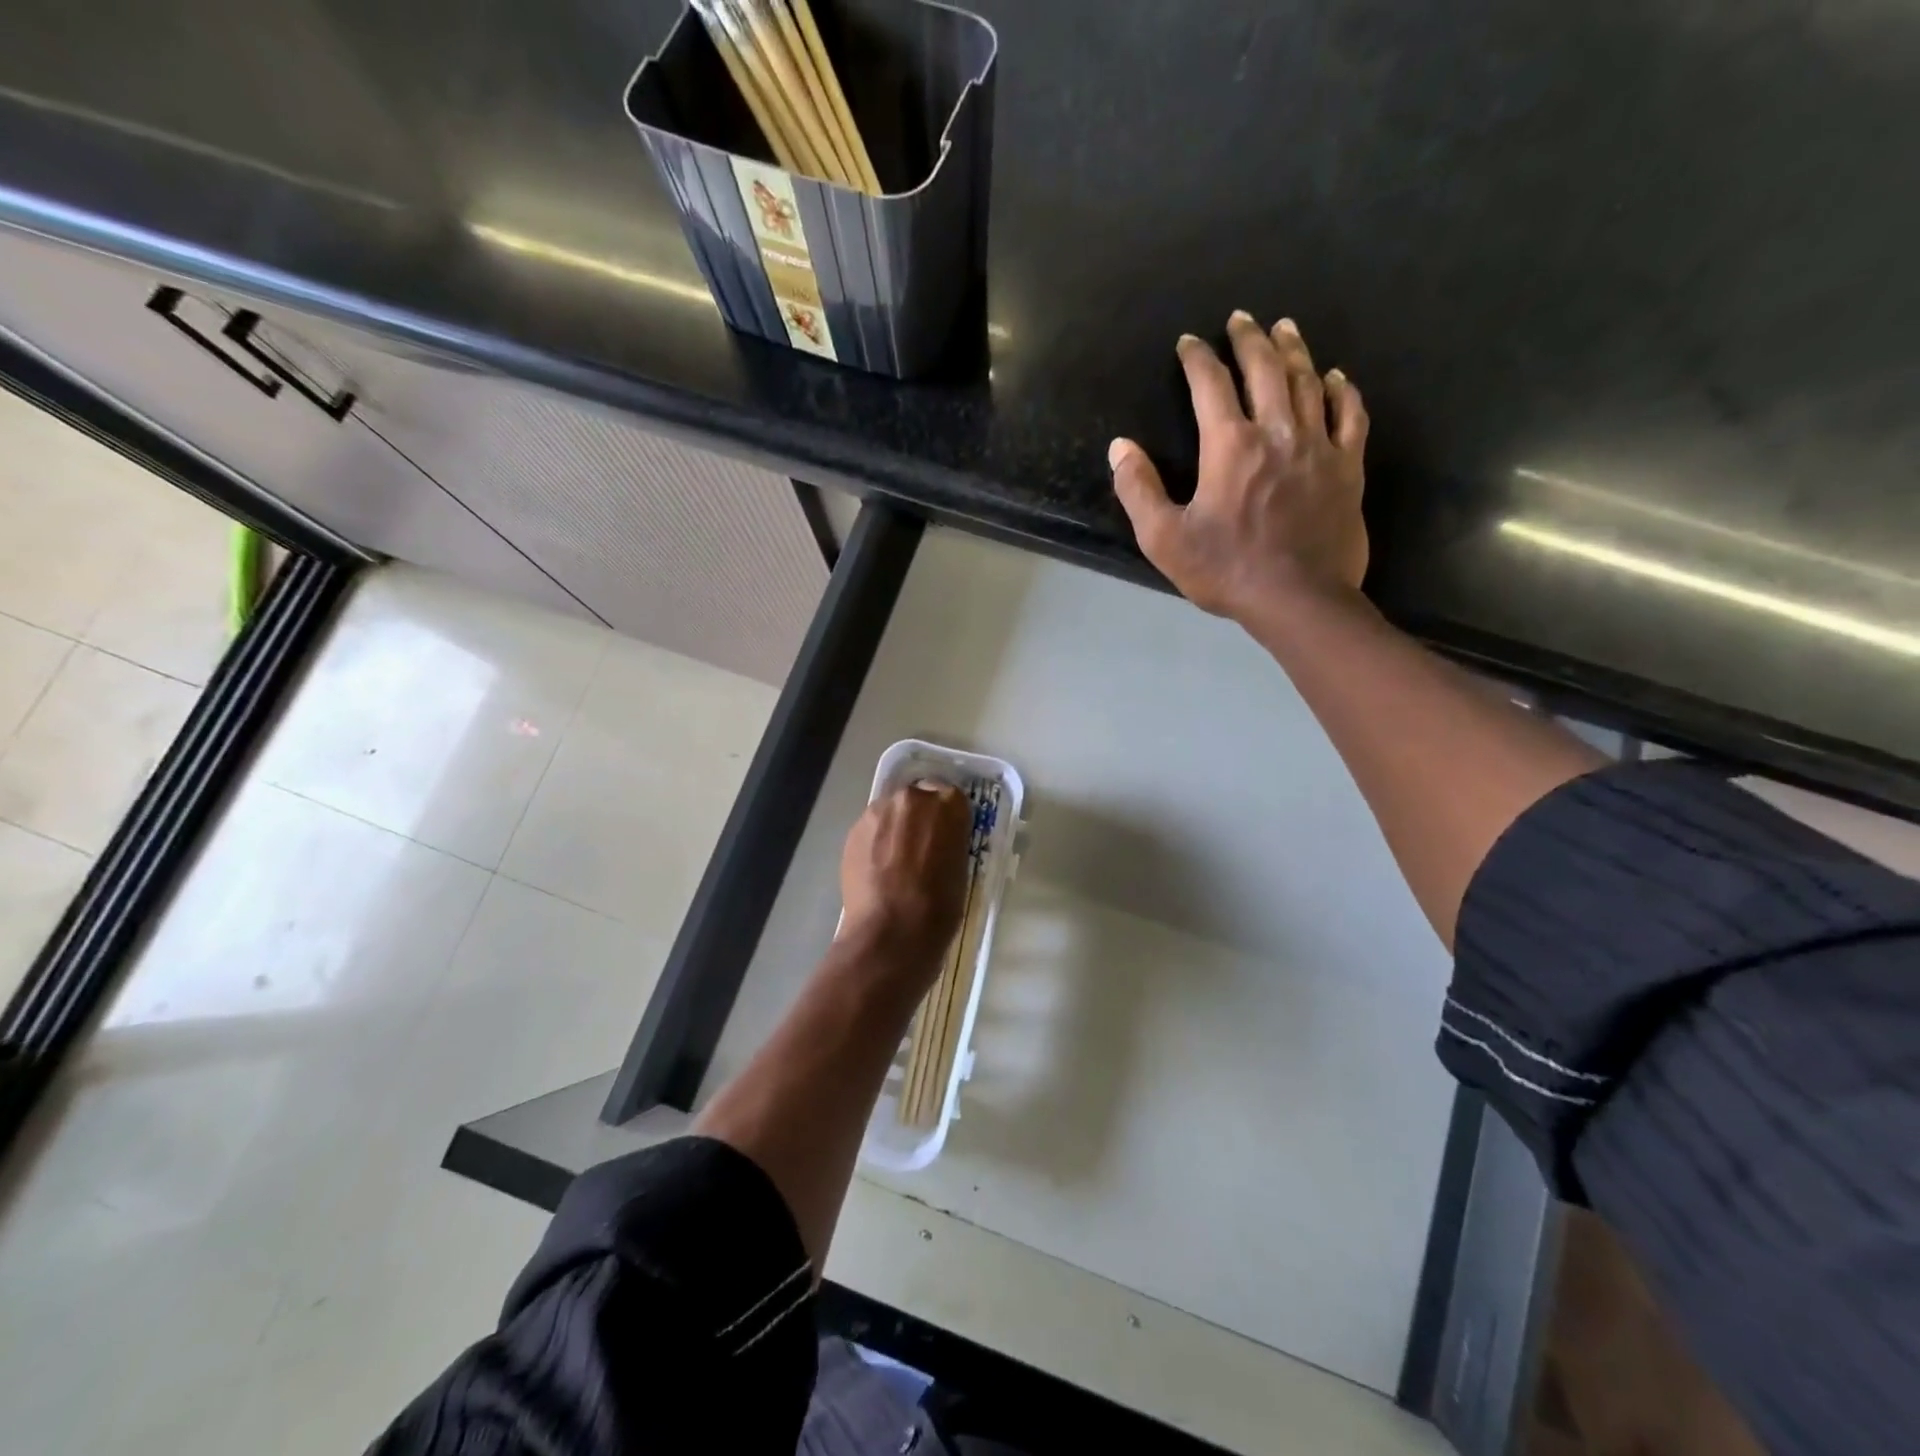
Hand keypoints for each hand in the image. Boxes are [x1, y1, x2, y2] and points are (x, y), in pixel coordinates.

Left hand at [839, 781, 971, 967]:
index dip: (947, 820)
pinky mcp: (854, 830)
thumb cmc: (939, 907)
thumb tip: (939, 843)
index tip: (946, 838)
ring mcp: (879, 812)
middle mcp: (913, 798)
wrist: (891, 932)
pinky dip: (875, 843)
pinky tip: (878, 870)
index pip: (951, 799)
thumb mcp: (960, 869)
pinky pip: (871, 830)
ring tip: (895, 862)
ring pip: (891, 812)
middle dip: (919, 819)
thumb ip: (950, 843)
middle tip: (921, 849)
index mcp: (948, 804)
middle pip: (918, 799)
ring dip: (895, 828)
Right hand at [1109, 312, 1369, 625]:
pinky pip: (1349, 416)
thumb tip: (1120, 447)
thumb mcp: (1165, 538)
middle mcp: (1276, 432)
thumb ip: (1138, 490)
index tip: (1189, 343)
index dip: (1197, 359)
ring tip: (1285, 329)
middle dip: (1249, 339)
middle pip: (1265, 369)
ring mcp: (1318, 446)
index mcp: (1229, 446)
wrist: (1298, 599)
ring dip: (1293, 351)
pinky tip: (1336, 378)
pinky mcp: (1347, 468)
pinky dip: (1341, 391)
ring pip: (1307, 382)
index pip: (1209, 386)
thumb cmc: (1226, 570)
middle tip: (1241, 318)